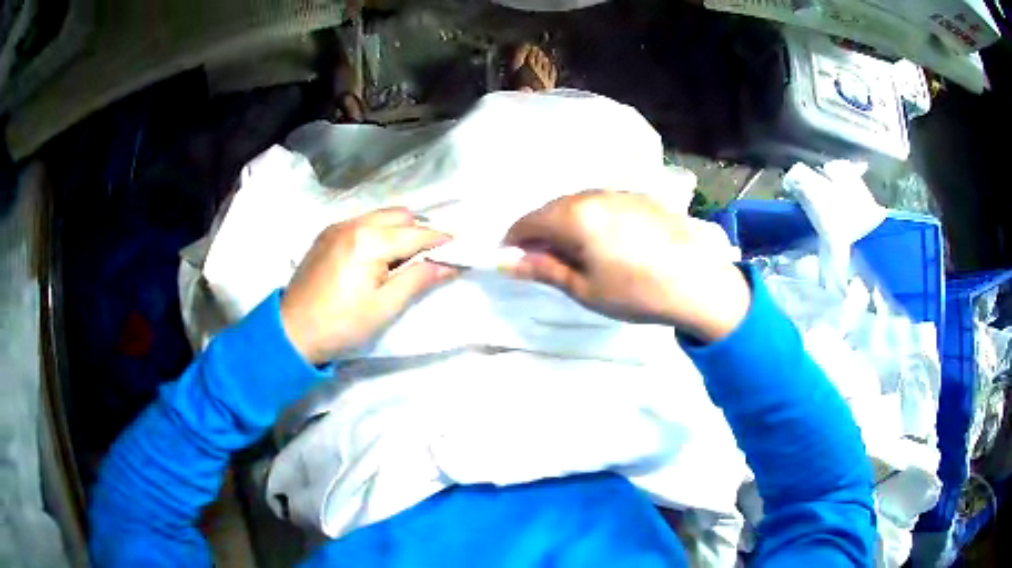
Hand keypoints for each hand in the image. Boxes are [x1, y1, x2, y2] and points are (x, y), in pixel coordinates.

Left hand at [280, 208, 457, 363]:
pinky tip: (378, 256)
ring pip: (380, 216)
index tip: (461, 248)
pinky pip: (362, 222)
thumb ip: (418, 280)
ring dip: (399, 230)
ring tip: (405, 257)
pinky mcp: (326, 234)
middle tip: (431, 257)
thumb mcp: (384, 307)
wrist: (292, 331)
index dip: (441, 240)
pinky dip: (378, 231)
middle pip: (400, 215)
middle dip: (420, 231)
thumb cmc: (341, 324)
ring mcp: (337, 226)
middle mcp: (353, 223)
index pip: (416, 233)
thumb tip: (449, 265)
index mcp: (369, 241)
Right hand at [504, 191, 750, 341]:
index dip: (514, 241)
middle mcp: (594, 194)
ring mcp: (621, 193)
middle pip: (553, 208)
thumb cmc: (636, 292)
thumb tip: (506, 262)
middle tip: (545, 262)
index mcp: (575, 215)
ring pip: (579, 204)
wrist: (699, 283)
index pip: (528, 221)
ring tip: (577, 254)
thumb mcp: (585, 289)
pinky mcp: (642, 198)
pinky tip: (608, 242)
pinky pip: (604, 204)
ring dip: (568, 225)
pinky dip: (593, 220)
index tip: (513, 261)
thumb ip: (543, 270)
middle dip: (541, 233)